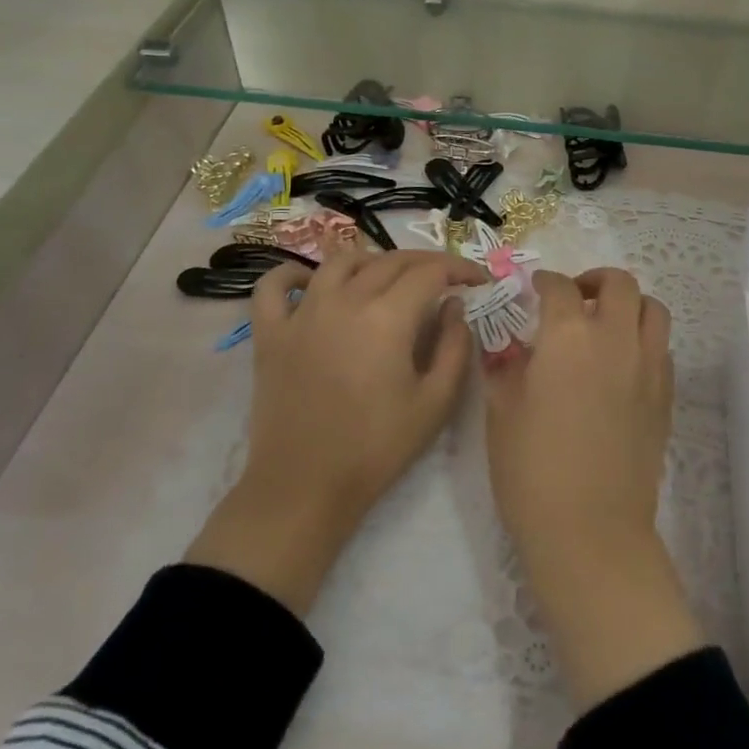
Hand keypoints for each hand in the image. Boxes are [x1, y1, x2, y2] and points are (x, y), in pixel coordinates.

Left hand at [186, 248, 485, 615]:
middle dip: (426, 264)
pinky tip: (313, 282)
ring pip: (340, 262)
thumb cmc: (377, 448)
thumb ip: (454, 346)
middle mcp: (344, 301)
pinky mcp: (270, 333)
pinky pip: (274, 286)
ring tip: (390, 278)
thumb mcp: (436, 402)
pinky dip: (293, 274)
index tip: (478, 280)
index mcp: (388, 317)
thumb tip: (454, 306)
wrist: (305, 487)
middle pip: (391, 261)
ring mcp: (302, 313)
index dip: (460, 268)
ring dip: (373, 261)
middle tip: (445, 280)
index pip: (431, 272)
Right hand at [485, 268, 703, 707]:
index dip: (544, 282)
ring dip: (629, 305)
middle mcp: (615, 338)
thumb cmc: (532, 471)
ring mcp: (648, 365)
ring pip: (652, 309)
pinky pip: (662, 347)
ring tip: (606, 323)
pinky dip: (644, 339)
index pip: (559, 288)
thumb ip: (506, 367)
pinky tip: (622, 363)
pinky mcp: (666, 395)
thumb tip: (509, 347)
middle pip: (619, 283)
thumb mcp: (502, 413)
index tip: (535, 290)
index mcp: (569, 336)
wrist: (591, 531)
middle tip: (575, 298)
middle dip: (595, 280)